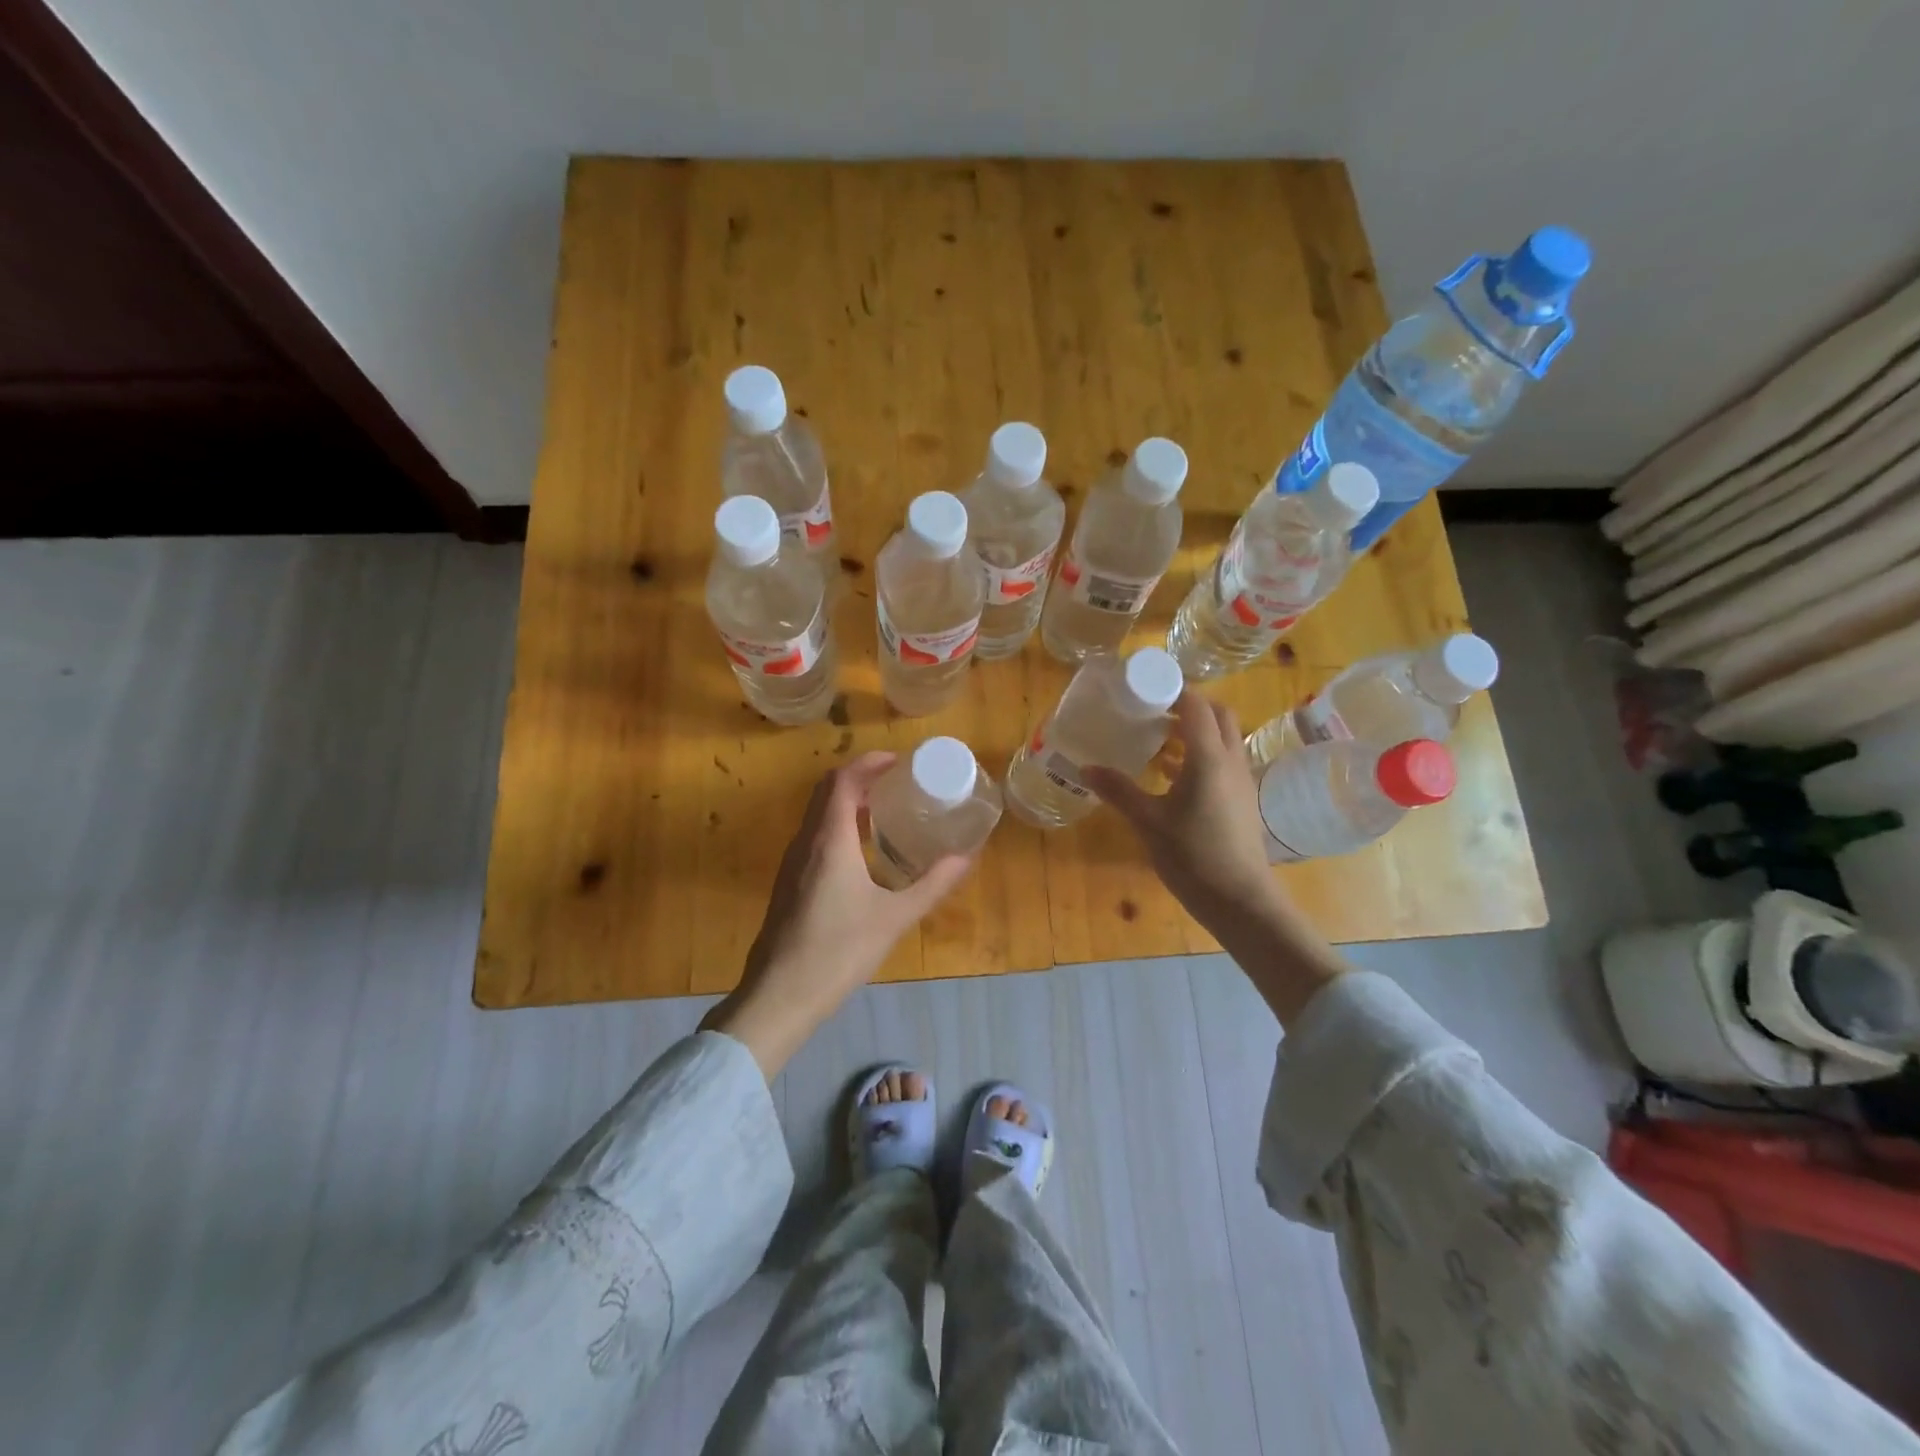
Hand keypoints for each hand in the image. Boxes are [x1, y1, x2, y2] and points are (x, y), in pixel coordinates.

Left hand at [703, 752, 971, 1076]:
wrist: (779, 995)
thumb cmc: (839, 951)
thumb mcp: (895, 917)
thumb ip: (933, 884)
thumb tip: (968, 857)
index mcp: (829, 840)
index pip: (842, 780)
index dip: (869, 762)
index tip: (900, 761)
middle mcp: (806, 842)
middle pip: (827, 790)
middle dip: (861, 777)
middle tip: (898, 781)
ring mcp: (793, 863)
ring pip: (817, 814)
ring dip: (847, 800)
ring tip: (885, 809)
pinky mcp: (789, 883)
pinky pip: (814, 836)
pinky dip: (838, 825)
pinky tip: (862, 851)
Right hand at [1083, 691, 1345, 1025]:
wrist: (1241, 900)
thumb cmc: (1193, 856)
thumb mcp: (1148, 822)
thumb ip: (1119, 790)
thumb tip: (1084, 767)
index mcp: (1208, 757)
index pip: (1195, 705)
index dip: (1172, 689)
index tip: (1144, 687)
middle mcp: (1230, 759)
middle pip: (1217, 713)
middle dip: (1189, 704)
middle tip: (1153, 709)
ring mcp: (1241, 779)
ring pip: (1223, 737)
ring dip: (1196, 729)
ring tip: (1158, 738)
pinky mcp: (1242, 798)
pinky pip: (1223, 760)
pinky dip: (1201, 754)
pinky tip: (1173, 773)